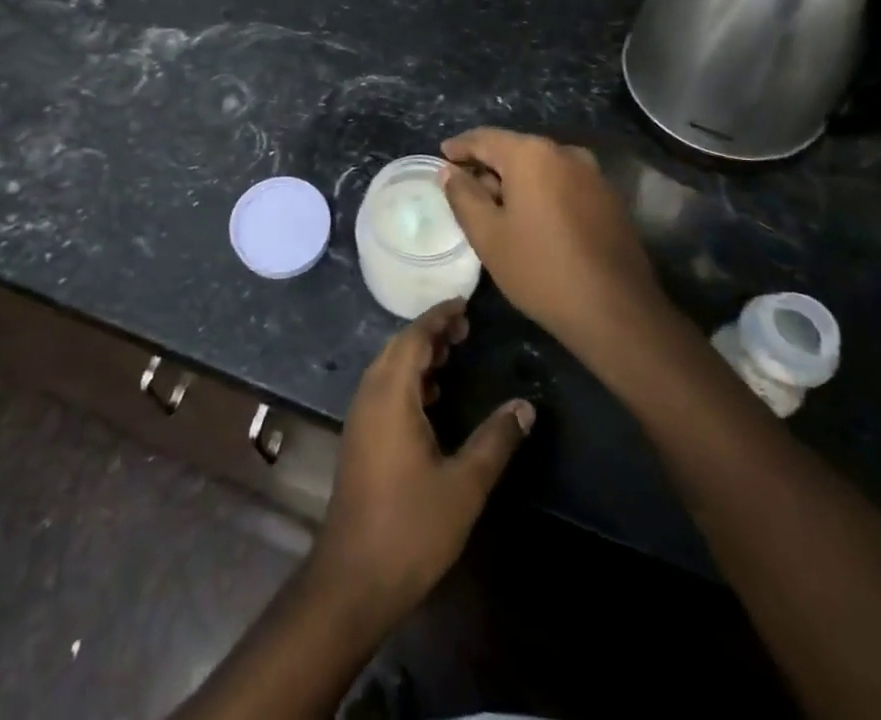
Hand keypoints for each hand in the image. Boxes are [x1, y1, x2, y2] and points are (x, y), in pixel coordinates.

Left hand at [311, 300, 533, 623]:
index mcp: (391, 393)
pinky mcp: (360, 437)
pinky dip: (409, 380)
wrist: (354, 576)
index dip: (438, 317)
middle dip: (431, 333)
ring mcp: (361, 416)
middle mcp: (370, 394)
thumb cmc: (411, 526)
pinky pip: (385, 389)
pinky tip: (434, 398)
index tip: (464, 304)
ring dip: (419, 356)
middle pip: (399, 347)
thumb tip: (526, 406)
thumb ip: (495, 440)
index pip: (414, 337)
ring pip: (390, 368)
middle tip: (466, 329)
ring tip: (454, 355)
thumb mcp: (464, 484)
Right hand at [441, 128, 672, 364]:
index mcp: (531, 154)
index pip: (485, 138)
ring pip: (542, 167)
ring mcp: (592, 174)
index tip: (442, 157)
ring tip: (497, 206)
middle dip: (488, 165)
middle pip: (515, 149)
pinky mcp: (609, 198)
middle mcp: (565, 153)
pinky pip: (564, 183)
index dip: (460, 147)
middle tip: (465, 188)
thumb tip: (450, 171)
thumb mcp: (488, 235)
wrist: (617, 311)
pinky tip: (533, 219)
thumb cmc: (540, 269)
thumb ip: (463, 196)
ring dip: (516, 180)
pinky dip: (542, 191)